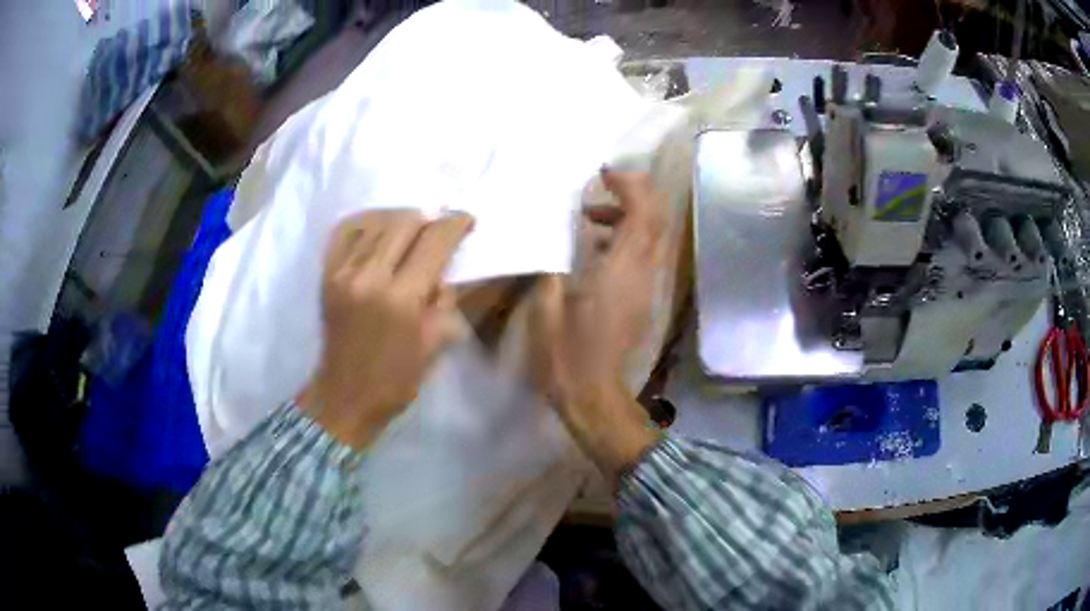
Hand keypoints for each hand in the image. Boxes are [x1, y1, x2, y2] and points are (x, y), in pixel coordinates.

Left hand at [298, 210, 473, 449]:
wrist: (344, 395)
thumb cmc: (396, 379)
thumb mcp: (434, 343)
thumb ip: (444, 298)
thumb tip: (445, 266)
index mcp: (400, 298)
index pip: (433, 242)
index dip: (455, 225)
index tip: (467, 219)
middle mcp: (369, 276)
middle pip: (405, 223)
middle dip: (431, 217)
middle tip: (444, 222)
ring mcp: (342, 272)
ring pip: (377, 223)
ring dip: (402, 219)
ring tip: (417, 225)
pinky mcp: (326, 274)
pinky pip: (347, 231)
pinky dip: (368, 223)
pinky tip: (381, 227)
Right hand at [532, 170, 666, 478]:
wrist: (593, 394)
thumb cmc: (566, 351)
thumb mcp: (547, 303)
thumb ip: (550, 263)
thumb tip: (549, 234)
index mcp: (621, 270)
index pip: (643, 212)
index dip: (630, 185)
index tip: (604, 173)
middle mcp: (643, 273)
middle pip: (656, 220)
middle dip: (634, 194)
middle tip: (601, 187)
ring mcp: (647, 288)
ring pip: (652, 238)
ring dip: (628, 218)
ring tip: (590, 218)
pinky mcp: (643, 300)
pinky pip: (644, 257)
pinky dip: (626, 239)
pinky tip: (595, 249)